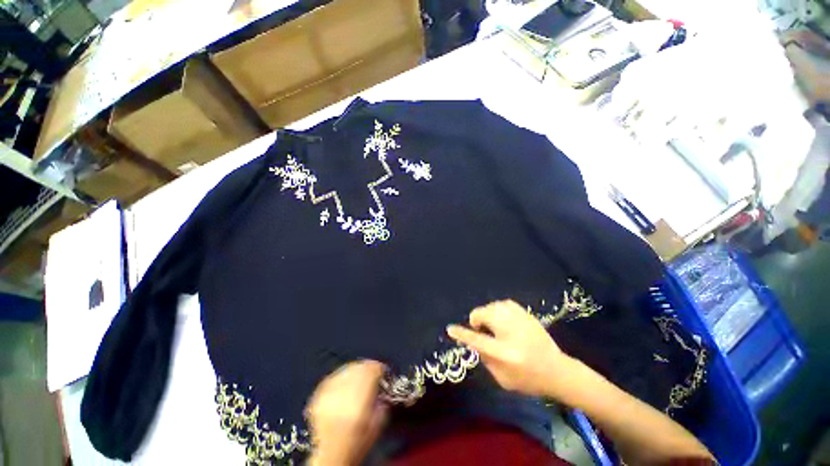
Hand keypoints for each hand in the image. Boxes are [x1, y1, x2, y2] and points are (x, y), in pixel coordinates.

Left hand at [306, 360, 387, 465]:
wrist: (331, 458)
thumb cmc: (356, 444)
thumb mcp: (378, 424)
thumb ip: (382, 401)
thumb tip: (382, 388)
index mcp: (359, 399)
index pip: (371, 369)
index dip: (379, 368)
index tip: (382, 371)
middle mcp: (342, 393)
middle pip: (358, 367)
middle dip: (367, 369)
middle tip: (372, 374)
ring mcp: (328, 393)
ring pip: (346, 370)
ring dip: (354, 372)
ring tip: (359, 380)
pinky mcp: (317, 396)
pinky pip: (333, 378)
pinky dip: (341, 379)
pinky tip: (344, 387)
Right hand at [446, 300, 576, 398]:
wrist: (557, 370)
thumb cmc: (528, 379)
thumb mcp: (502, 379)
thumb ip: (485, 358)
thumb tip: (473, 341)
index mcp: (504, 353)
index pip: (477, 340)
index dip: (462, 333)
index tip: (450, 328)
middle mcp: (511, 332)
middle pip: (483, 315)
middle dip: (477, 322)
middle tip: (484, 332)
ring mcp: (520, 319)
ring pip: (492, 306)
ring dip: (487, 315)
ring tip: (494, 326)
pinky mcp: (525, 313)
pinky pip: (503, 304)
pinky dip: (498, 310)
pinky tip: (503, 320)